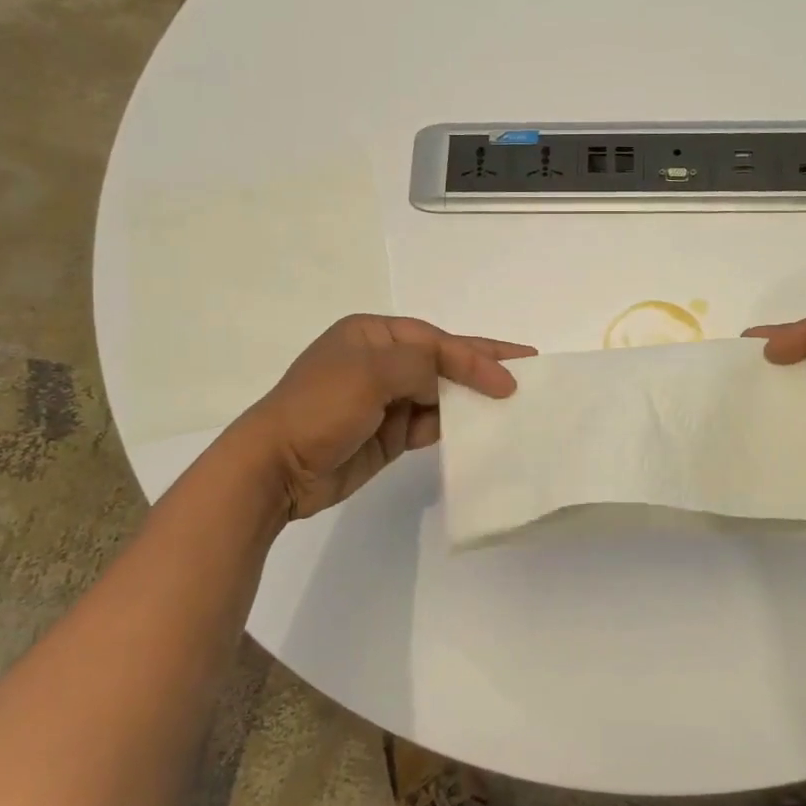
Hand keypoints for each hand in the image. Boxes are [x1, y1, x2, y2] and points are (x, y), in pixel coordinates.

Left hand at [235, 315, 534, 520]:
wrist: (277, 469)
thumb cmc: (319, 408)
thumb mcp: (370, 373)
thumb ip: (420, 366)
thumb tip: (452, 378)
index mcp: (373, 336)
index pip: (437, 341)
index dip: (477, 356)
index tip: (510, 378)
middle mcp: (381, 363)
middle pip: (443, 362)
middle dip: (483, 366)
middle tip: (528, 368)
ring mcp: (385, 400)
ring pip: (441, 394)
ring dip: (473, 398)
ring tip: (514, 403)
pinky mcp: (388, 434)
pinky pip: (431, 425)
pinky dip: (455, 426)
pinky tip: (482, 430)